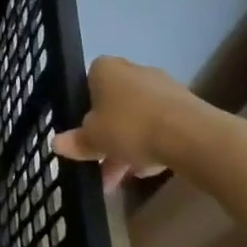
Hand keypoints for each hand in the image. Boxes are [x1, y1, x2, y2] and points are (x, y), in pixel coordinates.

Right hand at [52, 55, 195, 190]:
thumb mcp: (92, 139)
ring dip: (127, 146)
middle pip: (113, 105)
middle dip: (107, 136)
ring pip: (137, 118)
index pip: (86, 85)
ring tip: (122, 178)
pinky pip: (159, 125)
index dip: (83, 112)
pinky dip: (151, 144)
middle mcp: (133, 70)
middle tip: (100, 164)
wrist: (190, 135)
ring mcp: (162, 87)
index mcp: (105, 68)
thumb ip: (75, 141)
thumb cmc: (129, 126)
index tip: (83, 134)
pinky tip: (147, 169)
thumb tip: (56, 143)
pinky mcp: (186, 106)